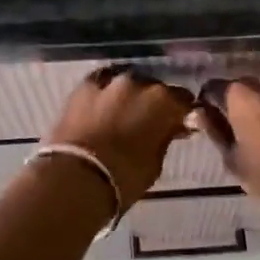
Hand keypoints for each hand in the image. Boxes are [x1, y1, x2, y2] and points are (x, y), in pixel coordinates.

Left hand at [43, 67, 195, 209]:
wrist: (76, 177)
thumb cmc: (124, 177)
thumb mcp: (155, 163)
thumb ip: (165, 138)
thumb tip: (170, 129)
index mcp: (164, 102)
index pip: (183, 100)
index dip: (182, 113)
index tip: (179, 125)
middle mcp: (140, 83)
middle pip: (154, 88)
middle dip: (153, 103)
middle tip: (148, 122)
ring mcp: (109, 82)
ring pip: (127, 84)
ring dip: (128, 96)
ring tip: (122, 114)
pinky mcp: (83, 87)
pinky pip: (101, 84)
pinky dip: (104, 94)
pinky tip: (102, 106)